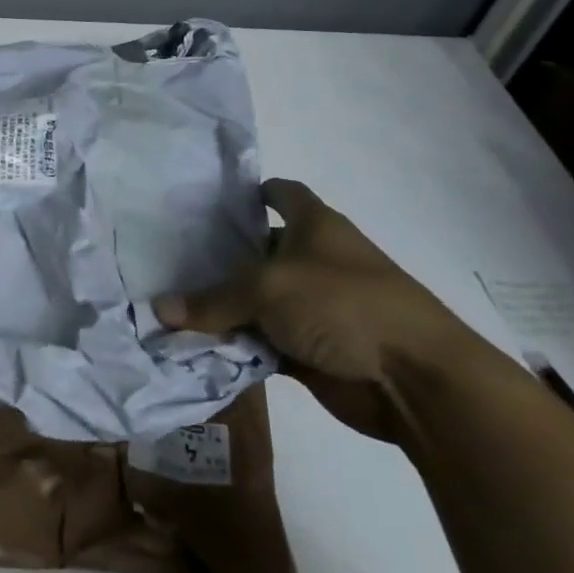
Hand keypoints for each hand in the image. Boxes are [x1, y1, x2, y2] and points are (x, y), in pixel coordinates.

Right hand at [154, 179, 492, 441]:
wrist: (414, 380)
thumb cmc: (344, 305)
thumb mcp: (268, 289)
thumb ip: (211, 300)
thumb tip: (159, 309)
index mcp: (314, 226)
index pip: (280, 193)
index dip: (249, 192)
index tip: (206, 201)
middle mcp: (312, 261)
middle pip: (256, 251)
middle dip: (215, 258)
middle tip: (166, 259)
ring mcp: (310, 307)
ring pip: (253, 302)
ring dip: (220, 309)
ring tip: (168, 304)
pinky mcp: (307, 349)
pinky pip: (258, 342)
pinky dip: (233, 346)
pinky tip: (192, 346)